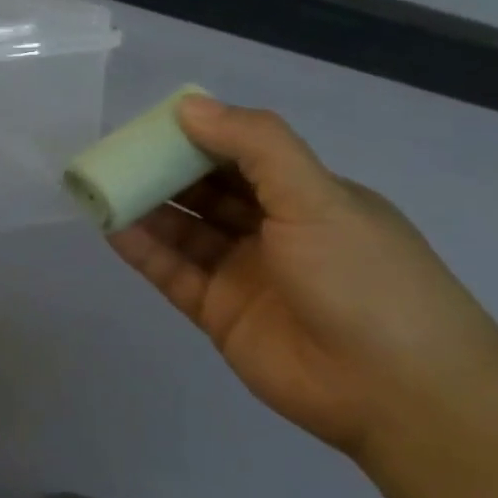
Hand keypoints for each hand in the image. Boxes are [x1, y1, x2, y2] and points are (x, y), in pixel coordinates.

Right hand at [109, 95, 497, 456]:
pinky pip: (173, 272)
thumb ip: (254, 146)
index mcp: (308, 197)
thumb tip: (189, 106)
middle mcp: (274, 231)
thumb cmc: (362, 278)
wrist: (395, 391)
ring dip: (147, 209)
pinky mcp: (218, 313)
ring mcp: (244, 274)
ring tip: (102, 187)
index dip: (199, 137)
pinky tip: (113, 228)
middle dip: (164, 171)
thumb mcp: (317, 197)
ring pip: (185, 232)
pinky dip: (143, 250)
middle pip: (208, 192)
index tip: (152, 124)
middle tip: (117, 154)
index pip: (243, 156)